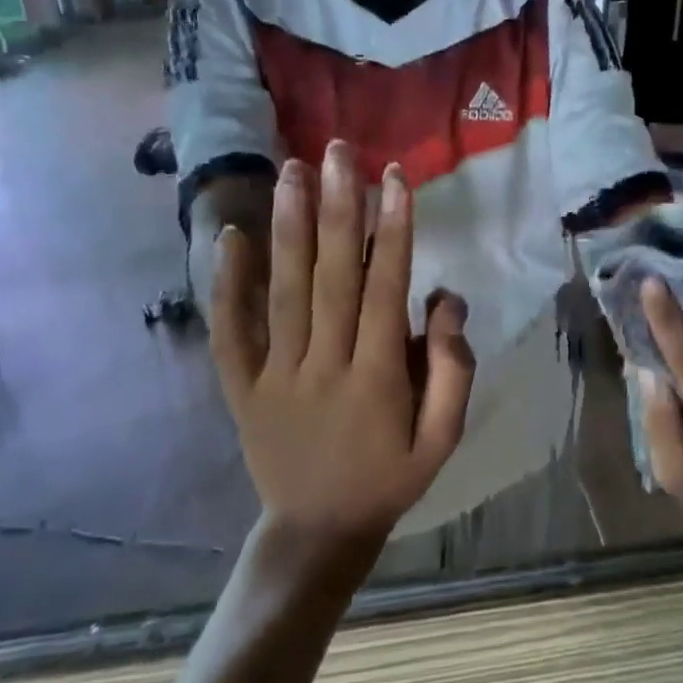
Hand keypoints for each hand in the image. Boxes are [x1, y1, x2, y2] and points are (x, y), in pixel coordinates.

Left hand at [210, 140, 474, 558]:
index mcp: (378, 376)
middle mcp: (323, 365)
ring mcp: (275, 374)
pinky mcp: (241, 387)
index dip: (391, 229)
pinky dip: (228, 283)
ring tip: (292, 170)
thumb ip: (454, 369)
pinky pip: (230, 330)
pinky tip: (231, 236)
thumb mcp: (443, 437)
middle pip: (330, 275)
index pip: (384, 287)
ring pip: (282, 290)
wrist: (317, 531)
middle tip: (337, 151)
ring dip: (288, 226)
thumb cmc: (390, 476)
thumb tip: (444, 299)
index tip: (393, 177)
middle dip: (336, 207)